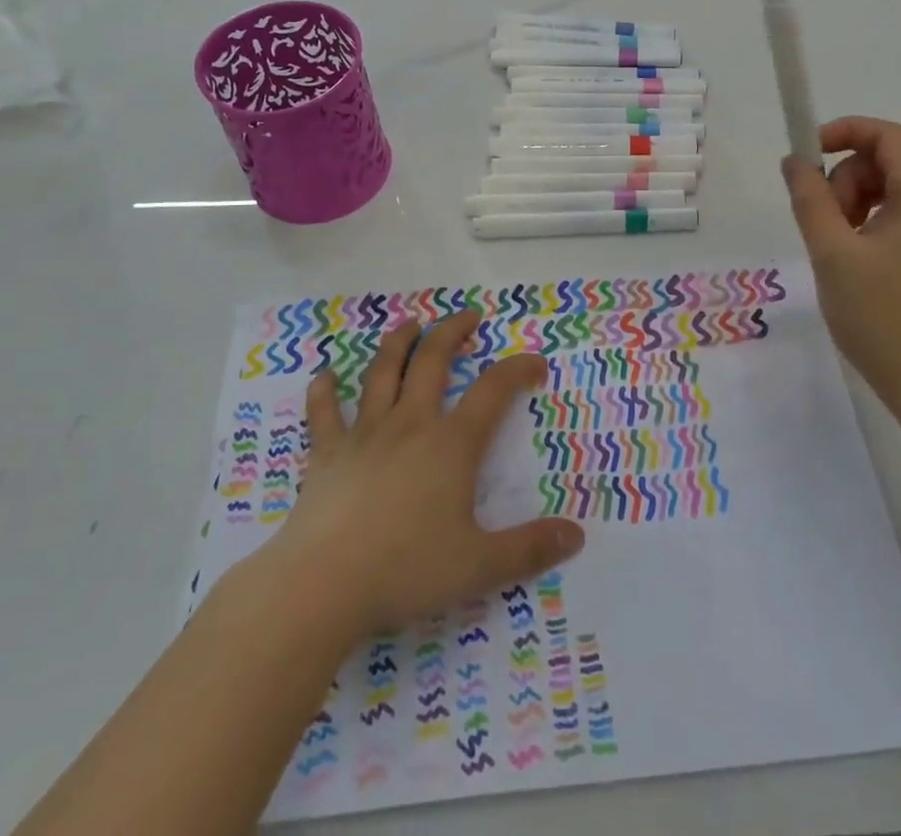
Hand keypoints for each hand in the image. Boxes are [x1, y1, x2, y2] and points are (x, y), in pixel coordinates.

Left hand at [261, 310, 584, 638]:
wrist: (323, 584)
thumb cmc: (406, 569)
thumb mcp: (479, 566)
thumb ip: (529, 549)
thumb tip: (577, 536)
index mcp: (451, 444)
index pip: (493, 391)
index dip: (518, 369)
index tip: (536, 363)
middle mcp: (410, 424)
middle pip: (433, 361)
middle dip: (452, 332)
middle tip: (468, 316)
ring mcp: (365, 434)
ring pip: (382, 373)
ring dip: (398, 343)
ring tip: (410, 324)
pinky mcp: (327, 454)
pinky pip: (324, 414)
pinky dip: (324, 392)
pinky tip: (325, 377)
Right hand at [781, 116, 900, 415]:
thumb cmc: (882, 318)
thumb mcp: (832, 254)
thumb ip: (810, 199)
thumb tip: (795, 161)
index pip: (889, 136)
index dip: (844, 132)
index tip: (807, 155)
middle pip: (890, 163)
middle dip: (847, 181)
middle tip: (823, 224)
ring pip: (896, 191)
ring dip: (859, 204)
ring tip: (839, 248)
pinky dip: (877, 223)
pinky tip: (860, 261)